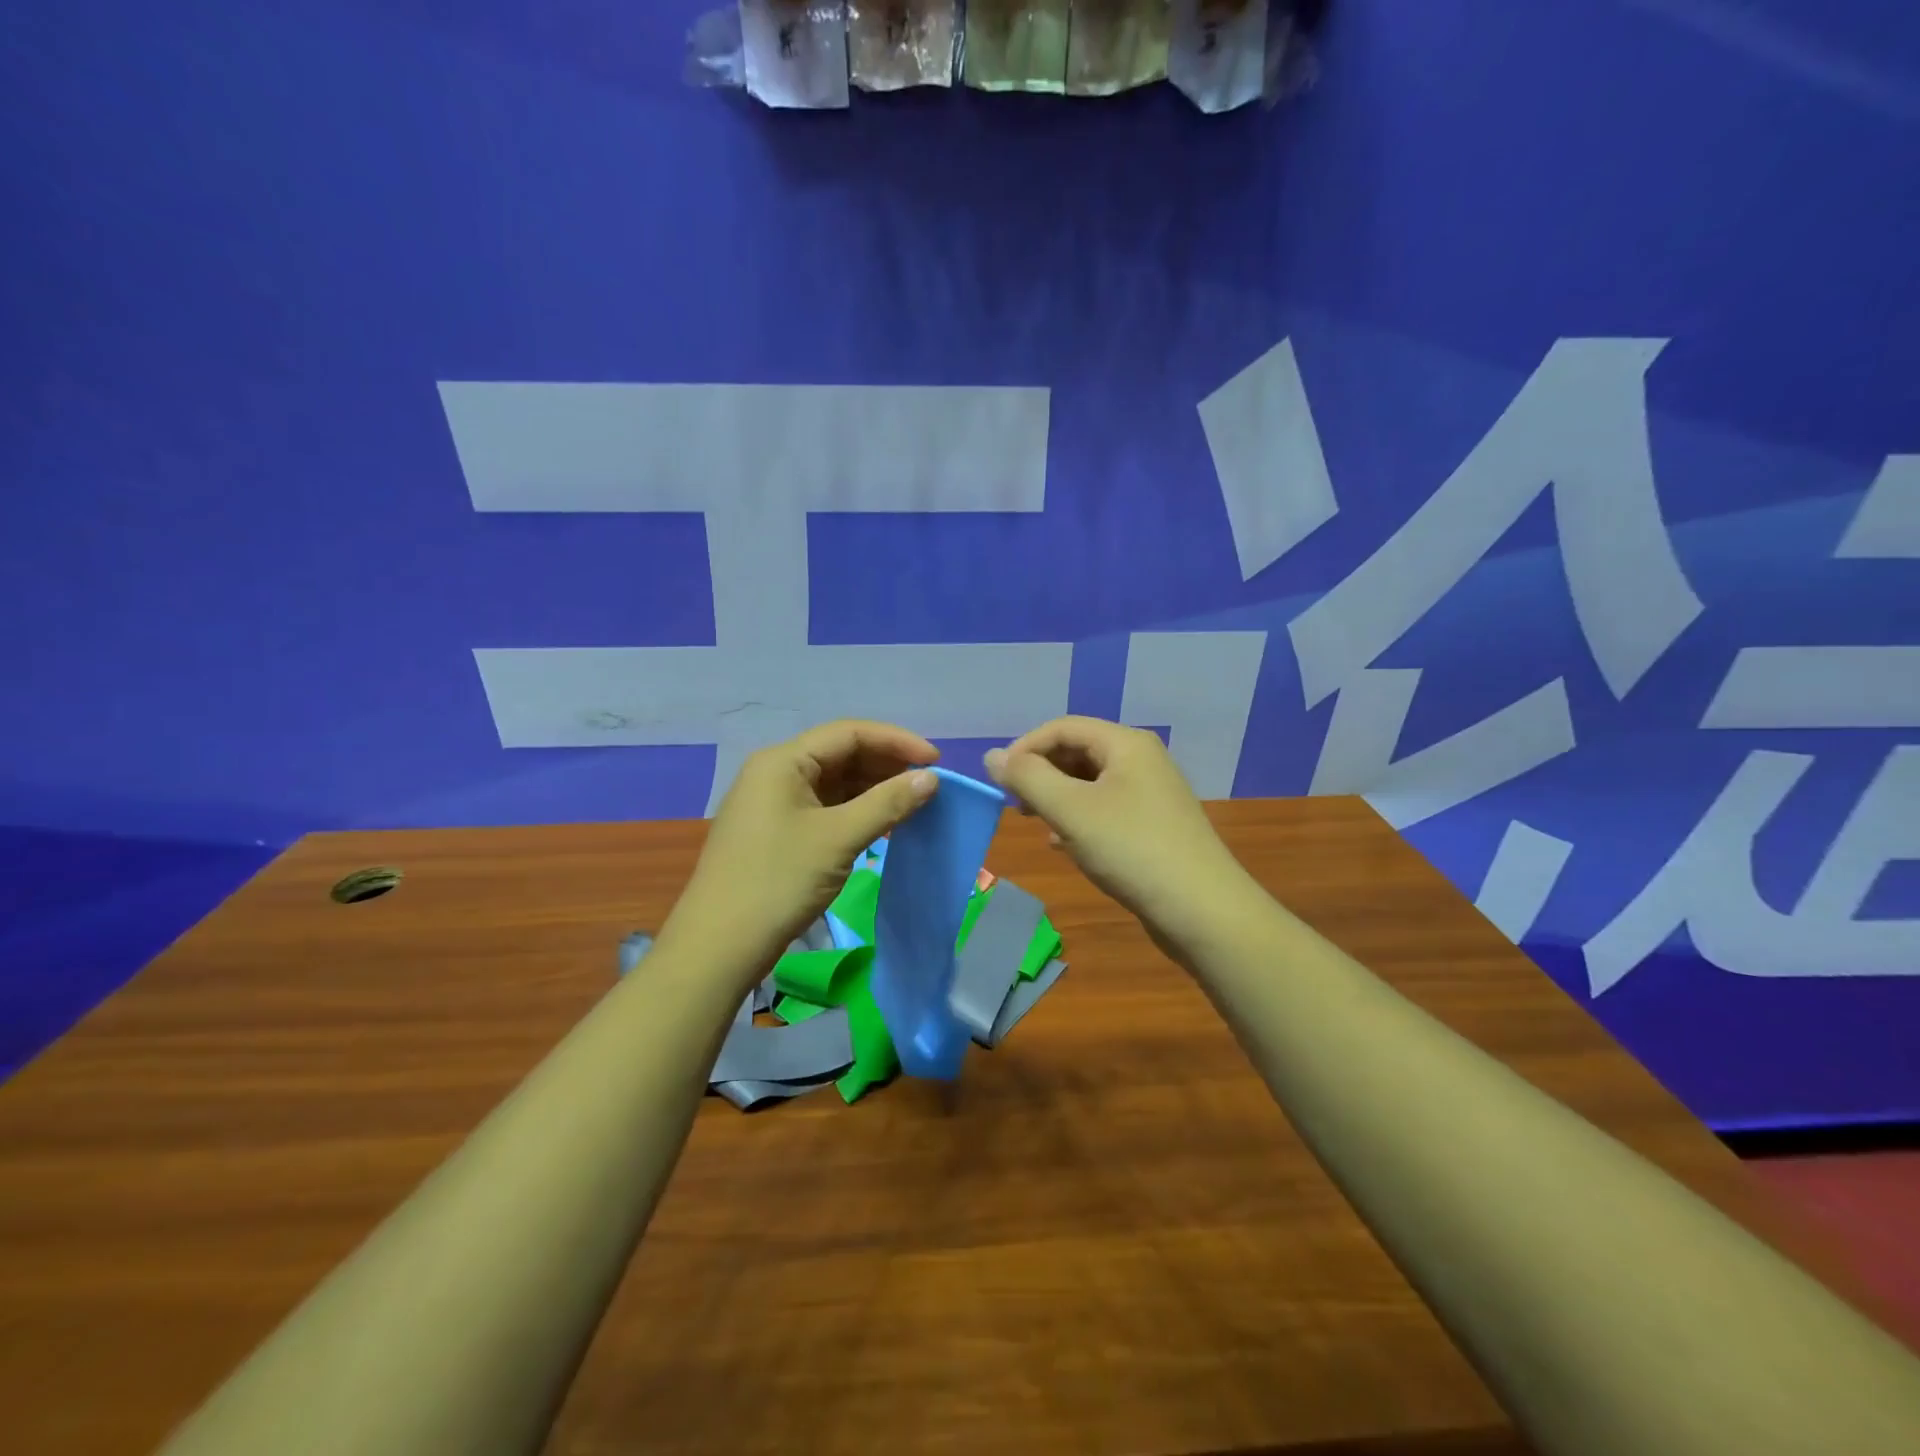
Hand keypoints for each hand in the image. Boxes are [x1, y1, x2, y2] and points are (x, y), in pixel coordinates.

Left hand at [659, 721, 939, 985]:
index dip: (896, 741)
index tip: (936, 761)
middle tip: (928, 785)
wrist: (719, 946)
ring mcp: (774, 803)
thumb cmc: (779, 881)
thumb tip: (931, 778)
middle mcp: (776, 773)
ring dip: (874, 790)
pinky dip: (856, 812)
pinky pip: (825, 808)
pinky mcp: (777, 831)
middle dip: (886, 765)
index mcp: (783, 761)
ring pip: (834, 783)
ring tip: (913, 804)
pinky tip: (883, 825)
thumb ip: (887, 803)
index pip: (849, 733)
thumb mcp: (838, 838)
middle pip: (841, 755)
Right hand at [985, 717, 1250, 948]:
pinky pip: (1105, 809)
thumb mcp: (1070, 810)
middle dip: (1041, 773)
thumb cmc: (1132, 850)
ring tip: (1037, 823)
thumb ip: (1027, 778)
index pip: (1062, 727)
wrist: (1202, 911)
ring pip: (1089, 783)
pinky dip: (1078, 819)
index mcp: (1126, 744)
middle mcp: (1141, 759)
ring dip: (1057, 797)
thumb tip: (992, 756)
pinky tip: (1064, 845)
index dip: (1025, 748)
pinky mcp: (1153, 825)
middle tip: (1017, 805)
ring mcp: (1151, 793)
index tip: (999, 782)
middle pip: (1077, 751)